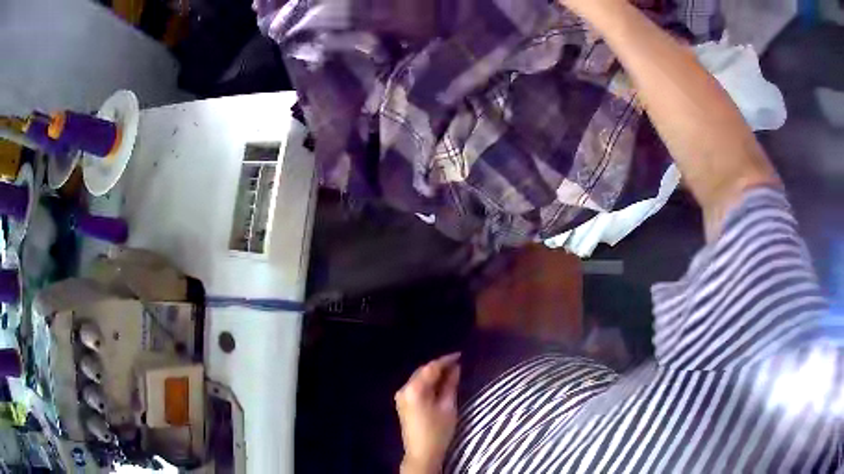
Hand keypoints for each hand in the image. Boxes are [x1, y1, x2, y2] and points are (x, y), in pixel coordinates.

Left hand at [395, 353, 461, 473]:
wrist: (422, 452)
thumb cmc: (438, 431)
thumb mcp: (448, 407)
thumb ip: (450, 385)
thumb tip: (456, 368)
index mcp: (414, 389)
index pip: (431, 368)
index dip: (446, 360)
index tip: (460, 355)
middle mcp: (403, 389)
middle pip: (422, 371)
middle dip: (439, 366)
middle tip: (457, 363)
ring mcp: (401, 396)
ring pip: (419, 378)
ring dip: (434, 374)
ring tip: (452, 371)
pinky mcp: (402, 403)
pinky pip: (416, 386)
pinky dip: (428, 382)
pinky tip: (440, 383)